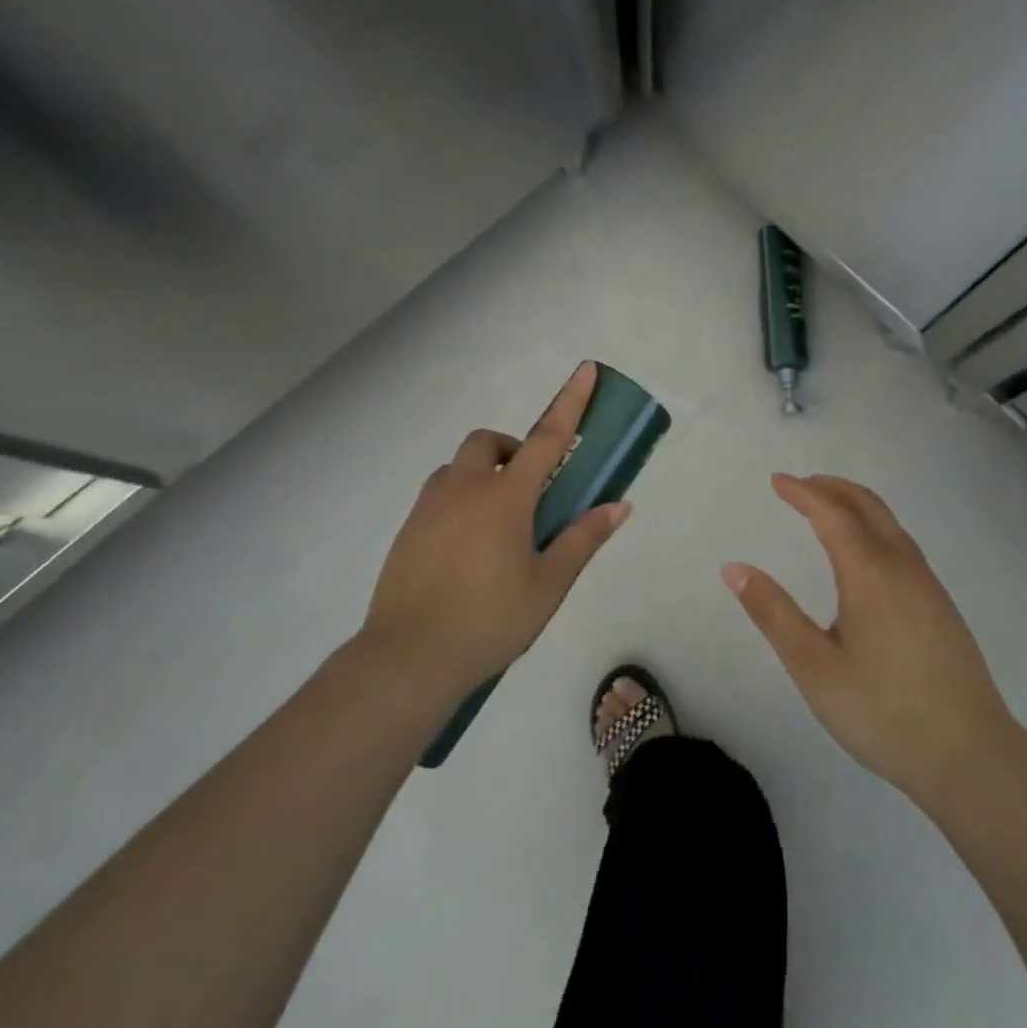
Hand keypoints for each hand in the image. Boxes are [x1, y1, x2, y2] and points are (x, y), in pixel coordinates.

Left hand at [361, 362, 629, 698]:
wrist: (407, 658)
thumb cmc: (489, 620)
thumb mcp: (548, 584)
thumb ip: (583, 539)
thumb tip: (619, 505)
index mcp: (506, 497)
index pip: (547, 437)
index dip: (570, 402)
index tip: (585, 369)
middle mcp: (465, 488)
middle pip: (488, 442)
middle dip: (513, 448)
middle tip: (530, 490)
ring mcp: (430, 507)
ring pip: (458, 467)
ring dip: (483, 474)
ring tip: (498, 523)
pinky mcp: (407, 529)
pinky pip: (438, 495)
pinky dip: (459, 500)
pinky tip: (467, 548)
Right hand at [724, 474, 1020, 806]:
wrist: (972, 757)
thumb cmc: (883, 713)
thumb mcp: (814, 667)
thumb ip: (773, 613)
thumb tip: (734, 568)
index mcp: (870, 574)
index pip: (832, 513)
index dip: (802, 492)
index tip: (776, 481)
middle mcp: (903, 567)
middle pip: (867, 505)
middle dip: (831, 487)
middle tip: (799, 485)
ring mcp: (928, 585)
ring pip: (890, 523)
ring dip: (855, 504)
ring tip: (826, 509)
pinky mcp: (941, 605)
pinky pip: (902, 543)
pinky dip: (874, 526)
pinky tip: (865, 554)